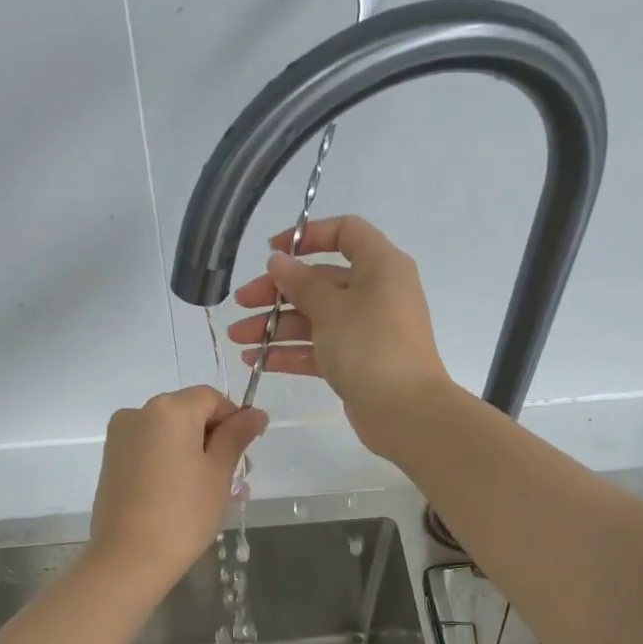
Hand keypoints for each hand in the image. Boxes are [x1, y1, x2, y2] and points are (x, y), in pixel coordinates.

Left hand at [87, 387, 268, 585]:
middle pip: (188, 414)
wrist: (129, 558)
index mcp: (169, 409)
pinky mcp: (111, 462)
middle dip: (215, 439)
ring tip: (214, 492)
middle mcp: (139, 413)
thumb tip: (256, 413)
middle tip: (236, 478)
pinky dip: (171, 463)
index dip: (234, 419)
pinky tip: (185, 495)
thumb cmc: (184, 512)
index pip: (211, 398)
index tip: (247, 452)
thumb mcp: (219, 472)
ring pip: (169, 435)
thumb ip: (237, 436)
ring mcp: (120, 437)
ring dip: (194, 454)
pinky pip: (150, 451)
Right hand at [227, 216, 452, 457]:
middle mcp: (375, 292)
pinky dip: (290, 352)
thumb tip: (278, 260)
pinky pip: (318, 348)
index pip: (346, 232)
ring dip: (275, 325)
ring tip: (237, 338)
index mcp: (380, 266)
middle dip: (277, 292)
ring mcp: (365, 329)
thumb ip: (300, 283)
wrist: (405, 411)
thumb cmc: (370, 346)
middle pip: (320, 280)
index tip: (273, 251)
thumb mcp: (331, 308)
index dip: (308, 235)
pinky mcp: (356, 362)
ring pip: (314, 318)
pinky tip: (257, 360)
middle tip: (241, 303)